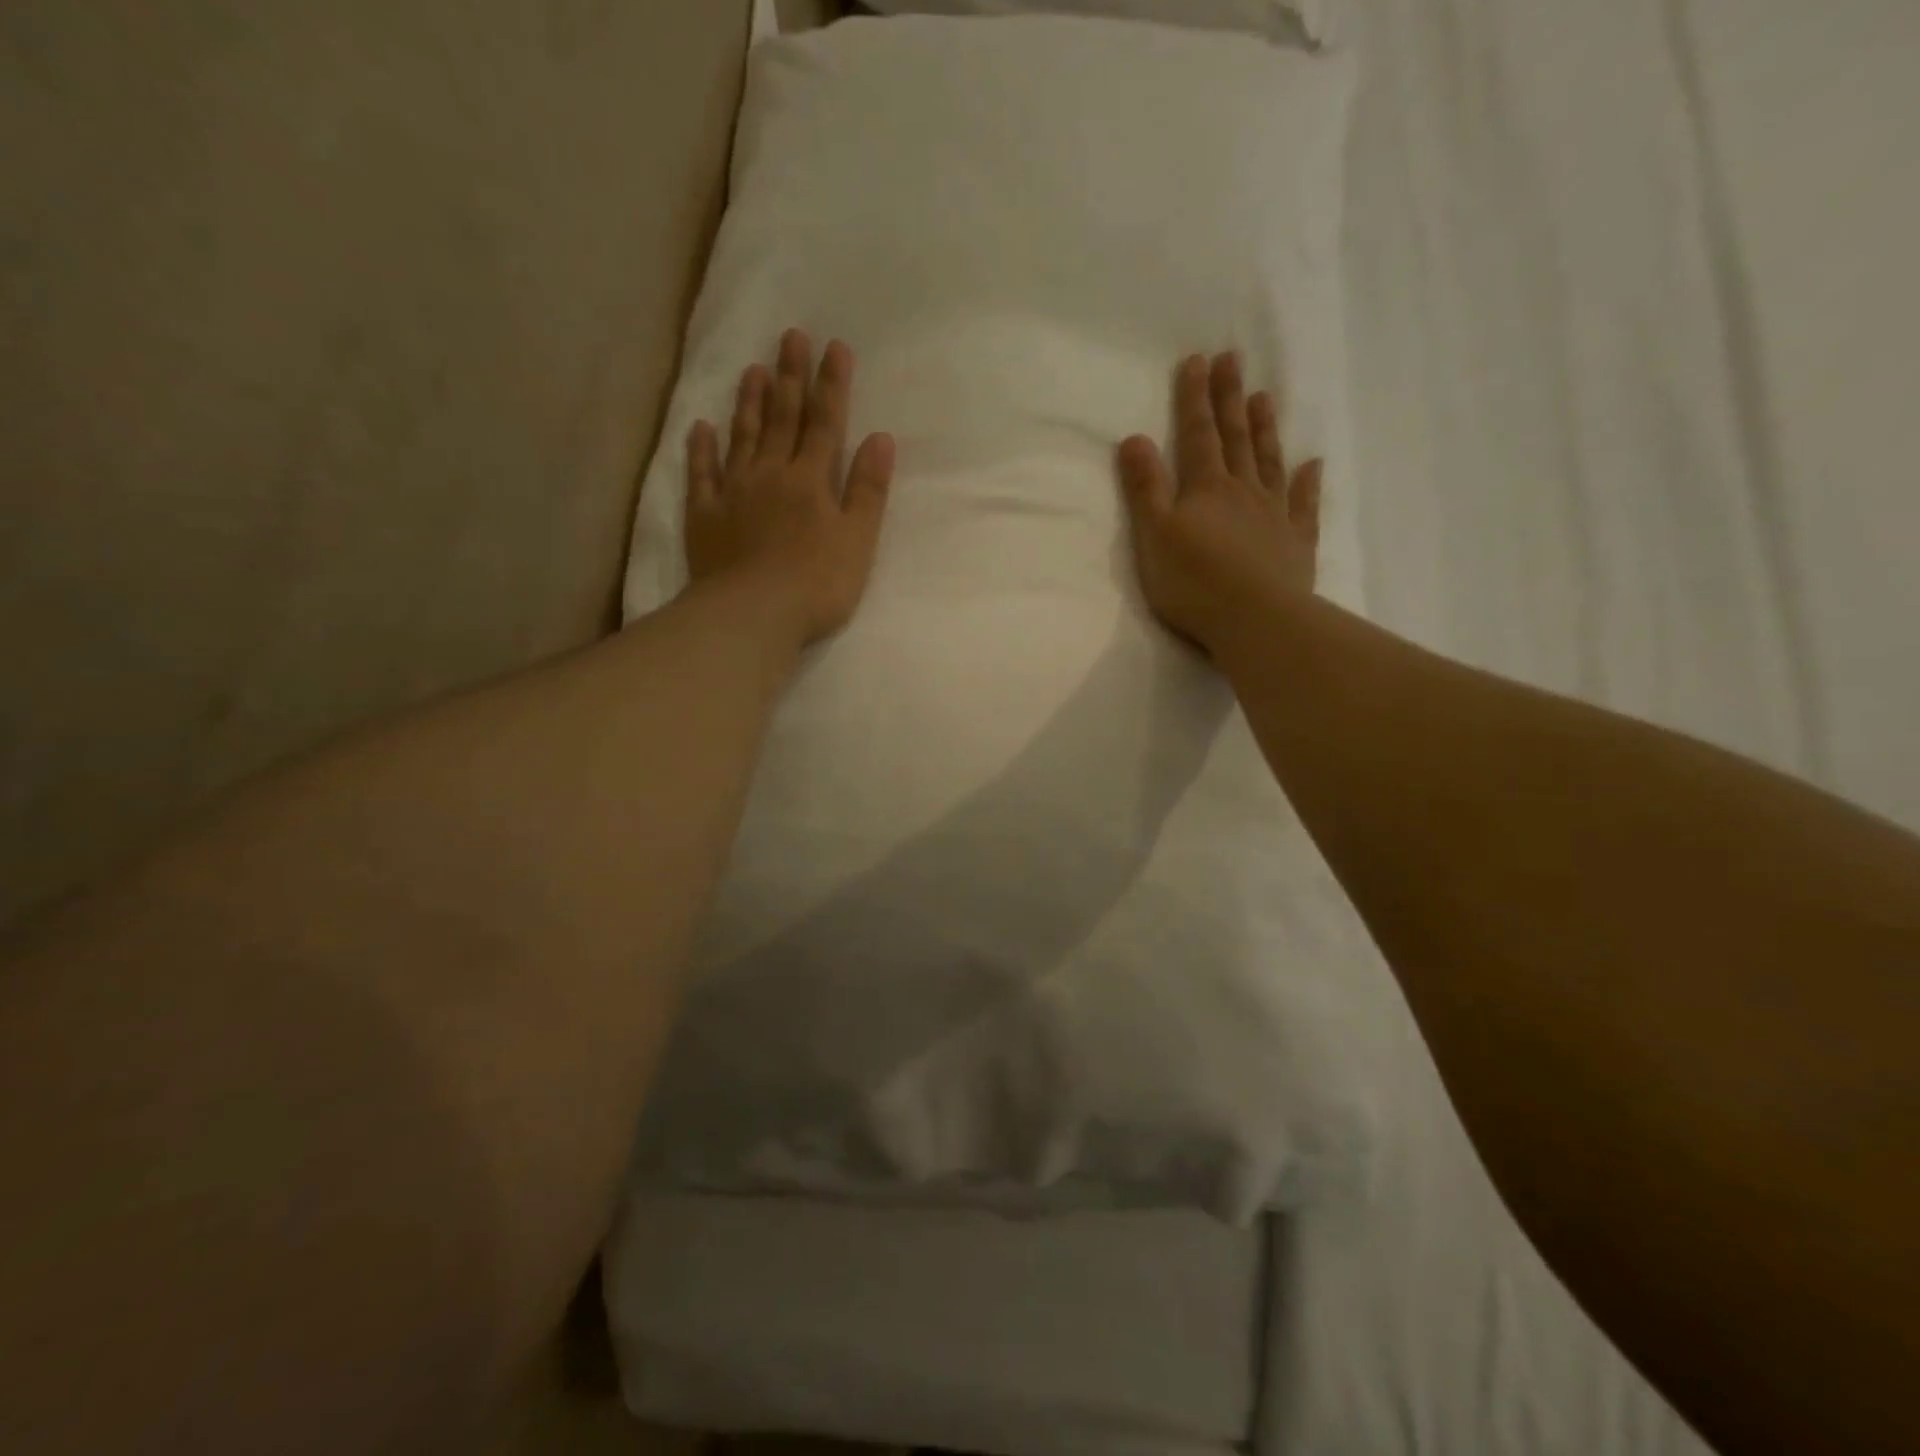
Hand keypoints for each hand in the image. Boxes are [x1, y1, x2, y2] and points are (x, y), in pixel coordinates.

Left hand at [685, 328, 895, 646]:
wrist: (753, 614)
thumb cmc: (816, 584)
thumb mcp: (858, 540)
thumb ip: (868, 490)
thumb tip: (881, 438)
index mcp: (811, 481)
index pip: (826, 424)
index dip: (832, 385)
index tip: (834, 347)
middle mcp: (772, 475)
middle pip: (782, 419)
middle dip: (790, 377)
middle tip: (790, 336)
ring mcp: (734, 493)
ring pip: (743, 437)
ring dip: (749, 402)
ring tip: (753, 369)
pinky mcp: (705, 516)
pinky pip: (702, 474)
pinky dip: (702, 450)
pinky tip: (701, 427)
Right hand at [1117, 352, 1322, 655]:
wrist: (1255, 618)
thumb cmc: (1193, 582)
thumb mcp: (1154, 535)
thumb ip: (1145, 488)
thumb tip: (1134, 438)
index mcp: (1206, 489)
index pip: (1197, 435)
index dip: (1194, 398)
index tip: (1197, 359)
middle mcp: (1243, 491)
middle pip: (1235, 437)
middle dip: (1230, 398)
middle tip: (1233, 359)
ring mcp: (1275, 514)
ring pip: (1269, 461)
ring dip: (1264, 428)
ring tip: (1264, 396)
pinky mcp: (1297, 542)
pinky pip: (1305, 504)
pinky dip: (1309, 482)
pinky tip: (1314, 463)